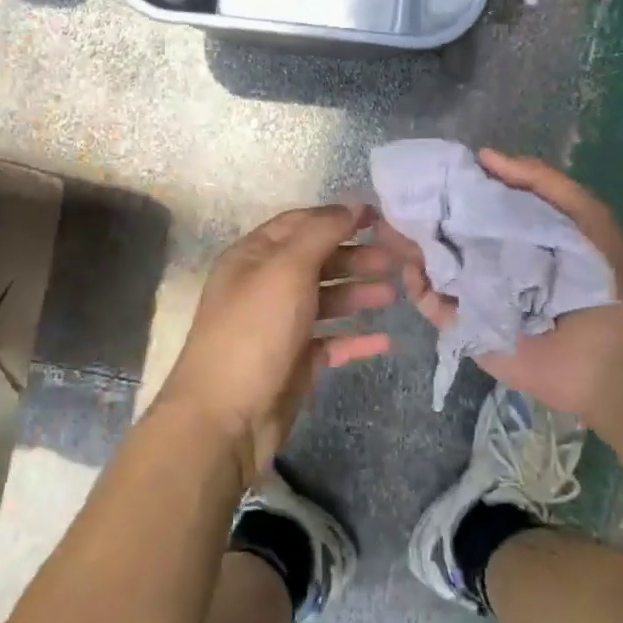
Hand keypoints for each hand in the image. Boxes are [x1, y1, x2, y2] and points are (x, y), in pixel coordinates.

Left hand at [163, 204, 396, 481]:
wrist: (225, 418)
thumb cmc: (254, 331)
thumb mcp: (286, 270)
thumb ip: (321, 233)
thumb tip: (352, 205)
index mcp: (253, 257)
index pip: (299, 224)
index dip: (337, 217)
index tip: (380, 217)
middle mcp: (265, 286)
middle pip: (316, 261)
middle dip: (355, 258)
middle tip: (396, 260)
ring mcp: (279, 326)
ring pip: (326, 301)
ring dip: (359, 294)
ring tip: (394, 293)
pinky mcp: (293, 362)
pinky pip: (330, 342)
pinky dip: (355, 338)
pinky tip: (385, 340)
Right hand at [378, 149, 622, 425]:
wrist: (606, 351)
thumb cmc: (599, 276)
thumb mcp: (583, 213)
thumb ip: (538, 180)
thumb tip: (483, 155)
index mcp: (517, 233)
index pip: (474, 206)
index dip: (449, 189)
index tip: (423, 172)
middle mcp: (492, 260)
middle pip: (447, 235)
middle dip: (421, 218)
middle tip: (392, 201)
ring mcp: (475, 294)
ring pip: (433, 267)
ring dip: (411, 249)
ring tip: (388, 230)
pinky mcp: (465, 326)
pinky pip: (433, 305)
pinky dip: (418, 288)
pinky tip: (411, 269)